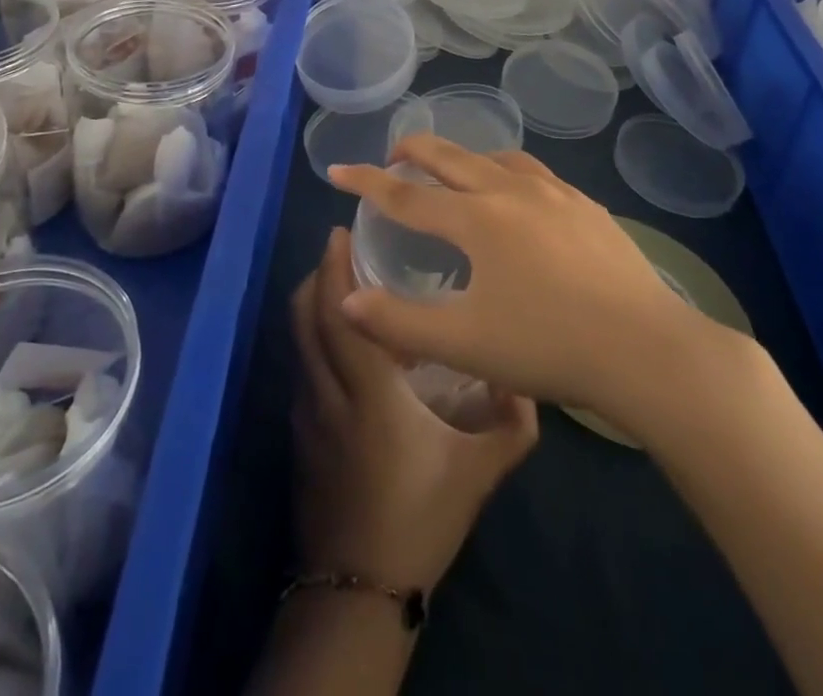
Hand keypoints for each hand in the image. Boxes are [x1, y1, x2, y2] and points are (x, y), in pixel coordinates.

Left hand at [290, 227, 537, 592]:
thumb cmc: (420, 518)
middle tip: (342, 246)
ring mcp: (307, 412)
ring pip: (298, 339)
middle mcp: (328, 390)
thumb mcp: (479, 471)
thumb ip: (511, 422)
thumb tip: (523, 377)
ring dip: (313, 303)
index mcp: (369, 391)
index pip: (342, 313)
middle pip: (306, 316)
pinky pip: (301, 364)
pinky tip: (342, 342)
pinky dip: (313, 336)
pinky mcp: (299, 433)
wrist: (358, 589)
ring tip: (343, 283)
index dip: (336, 269)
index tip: (342, 233)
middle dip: (319, 273)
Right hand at [330, 136, 759, 425]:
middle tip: (393, 153)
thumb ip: (398, 322)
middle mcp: (511, 191)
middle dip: (414, 150)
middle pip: (451, 157)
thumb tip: (346, 300)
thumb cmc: (547, 346)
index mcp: (477, 220)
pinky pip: (535, 173)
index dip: (366, 181)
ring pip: (496, 157)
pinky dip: (507, 172)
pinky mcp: (587, 205)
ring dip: (465, 157)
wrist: (645, 349)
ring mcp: (555, 193)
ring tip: (455, 171)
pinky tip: (520, 195)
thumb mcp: (463, 343)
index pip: (406, 195)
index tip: (337, 169)